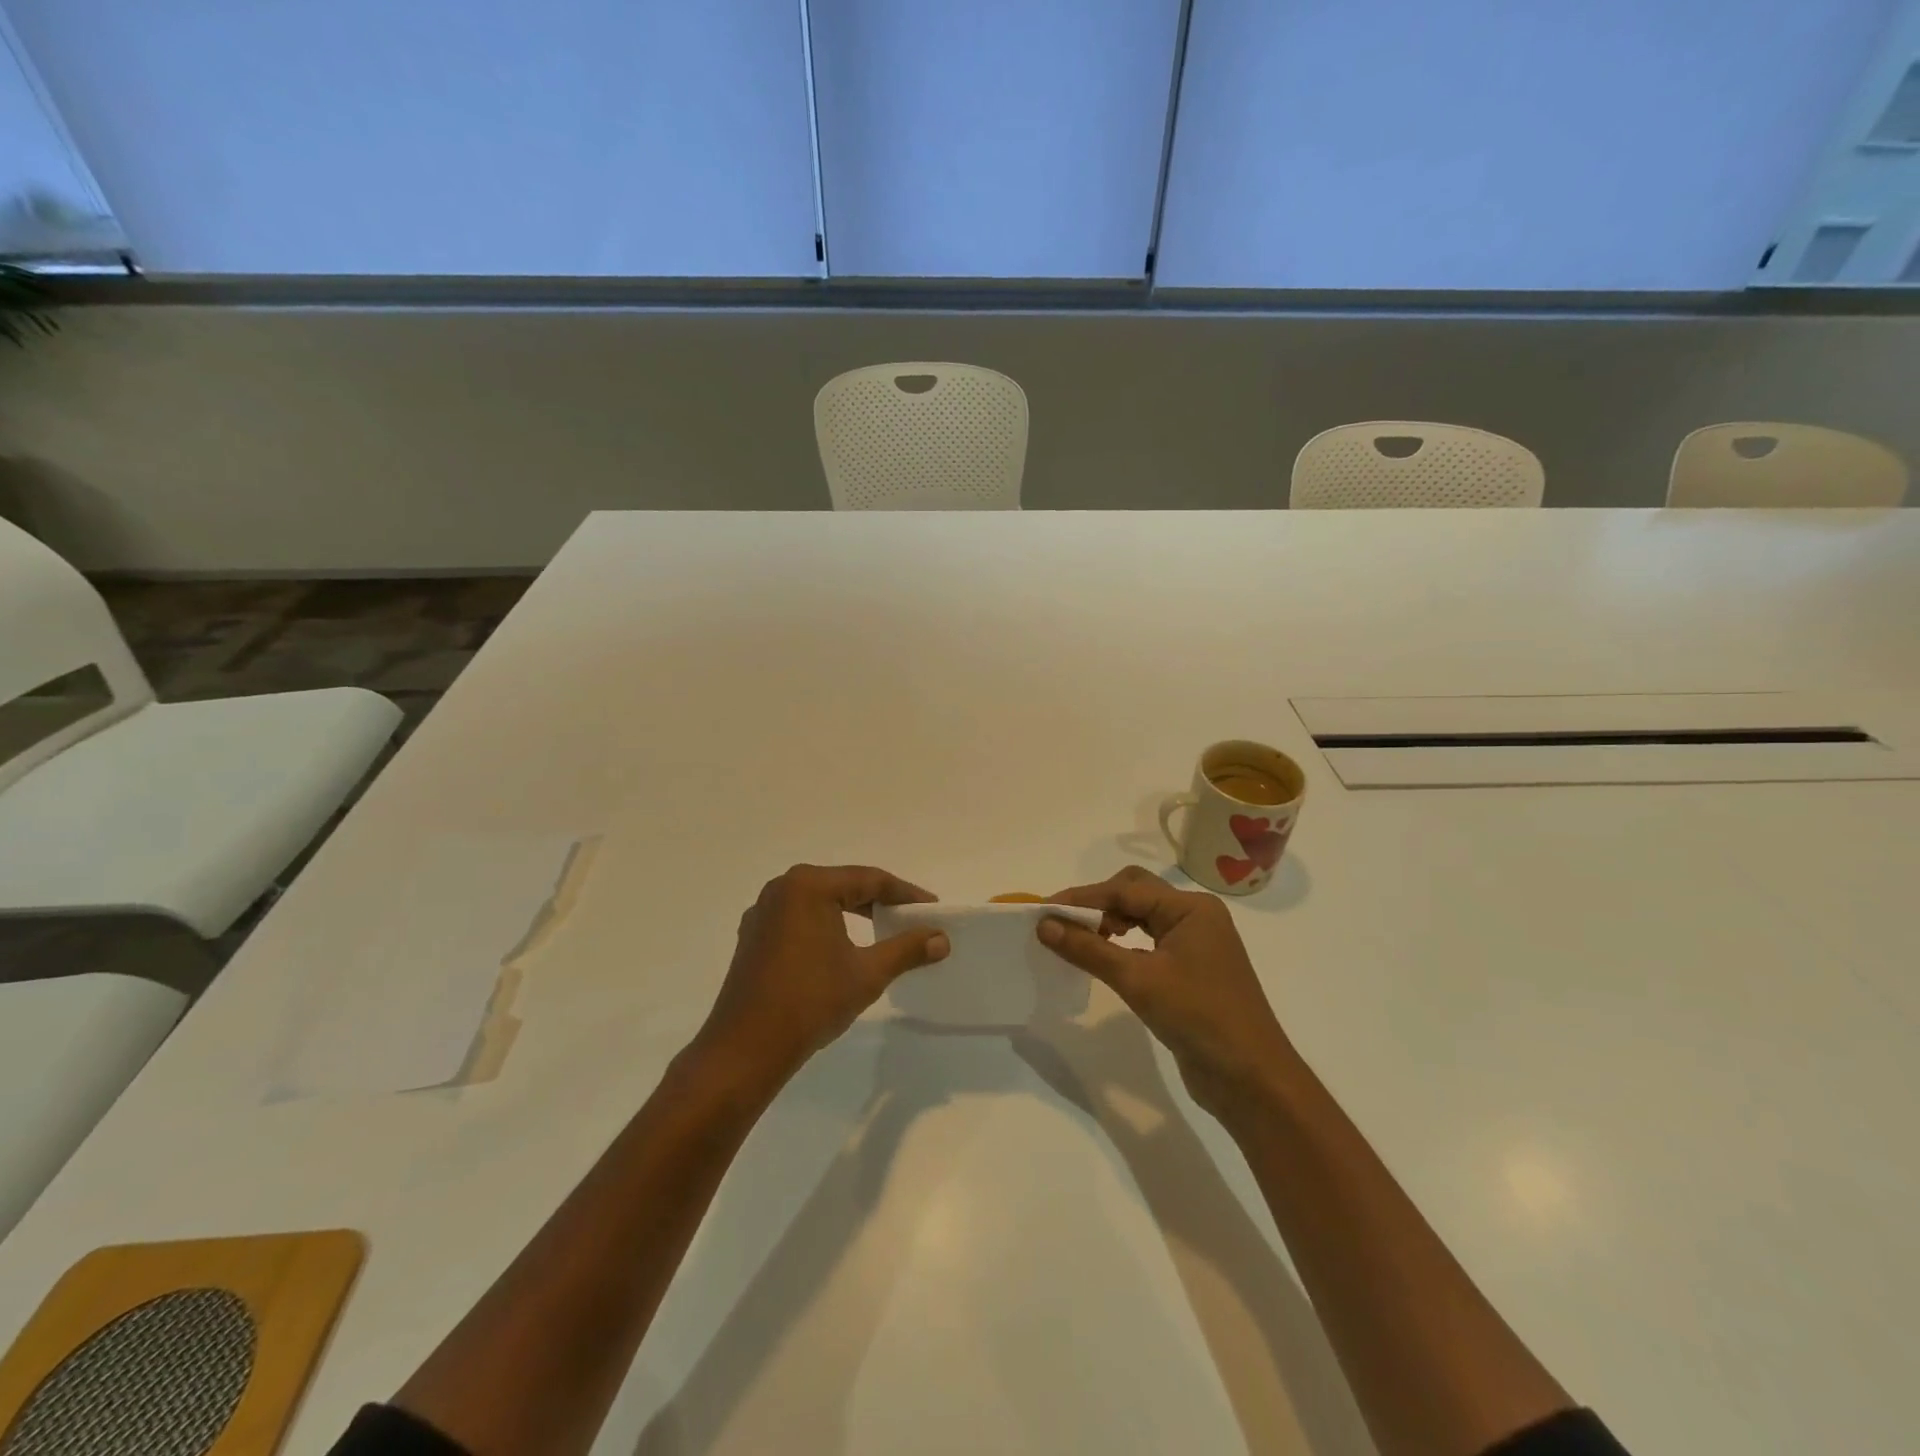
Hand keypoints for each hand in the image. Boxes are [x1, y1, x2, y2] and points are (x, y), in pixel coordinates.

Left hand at [692, 864, 949, 1093]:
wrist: (745, 1050)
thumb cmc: (810, 1002)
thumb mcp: (867, 974)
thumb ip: (906, 949)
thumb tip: (941, 939)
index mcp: (809, 886)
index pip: (869, 879)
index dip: (905, 894)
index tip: (932, 908)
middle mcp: (782, 888)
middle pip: (843, 885)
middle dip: (880, 901)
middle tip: (911, 918)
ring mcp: (763, 912)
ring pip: (820, 902)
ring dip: (853, 913)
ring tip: (883, 930)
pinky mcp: (753, 936)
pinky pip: (799, 918)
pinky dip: (826, 926)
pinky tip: (842, 947)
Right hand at [1038, 866, 1295, 1121]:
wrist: (1251, 1079)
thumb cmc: (1198, 1017)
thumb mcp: (1138, 980)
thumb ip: (1089, 949)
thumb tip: (1044, 926)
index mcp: (1191, 908)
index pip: (1125, 889)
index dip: (1082, 898)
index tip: (1043, 910)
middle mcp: (1195, 916)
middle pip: (1135, 893)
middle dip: (1097, 904)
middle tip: (1062, 924)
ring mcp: (1196, 943)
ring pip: (1142, 917)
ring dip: (1109, 923)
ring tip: (1078, 940)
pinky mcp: (1191, 969)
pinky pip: (1149, 941)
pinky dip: (1123, 943)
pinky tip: (1105, 958)